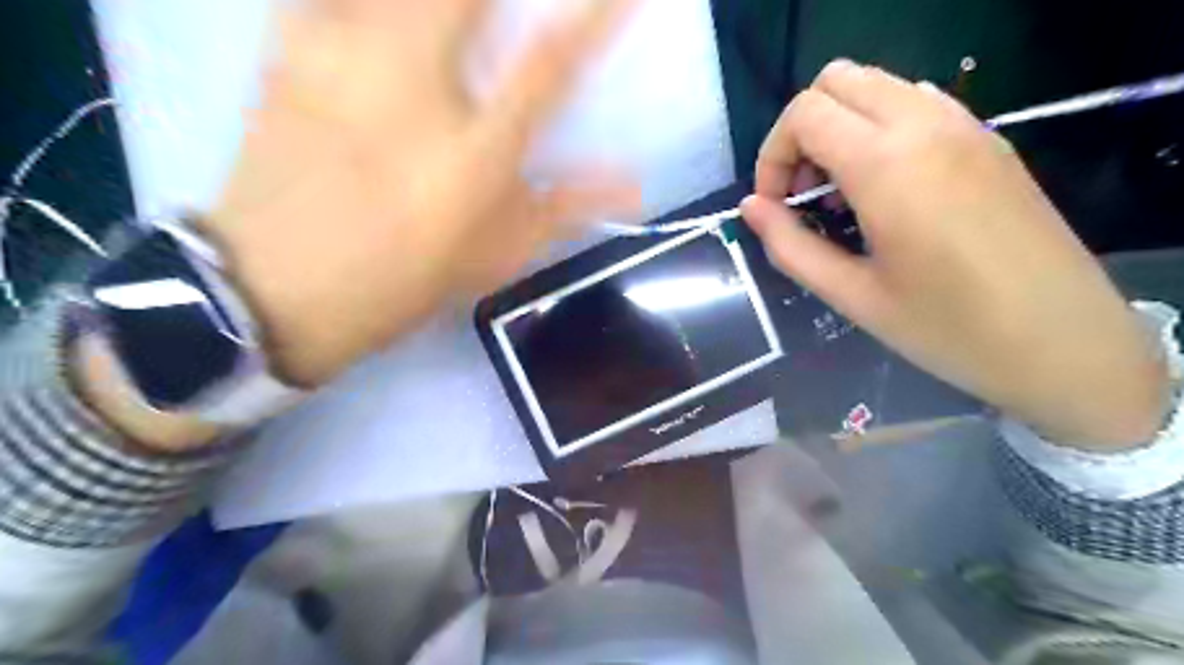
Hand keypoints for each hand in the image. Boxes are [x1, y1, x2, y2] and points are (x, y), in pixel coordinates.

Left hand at [199, 0, 637, 386]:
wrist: (272, 290)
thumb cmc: (400, 280)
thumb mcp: (493, 256)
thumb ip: (564, 209)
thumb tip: (634, 186)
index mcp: (473, 154)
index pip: (549, 67)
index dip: (595, 18)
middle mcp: (415, 88)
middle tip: (504, 13)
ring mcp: (345, 56)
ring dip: (433, 1)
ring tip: (447, 23)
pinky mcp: (289, 46)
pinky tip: (377, 15)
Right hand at [743, 59, 1166, 449]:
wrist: (1063, 343)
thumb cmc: (946, 328)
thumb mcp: (851, 295)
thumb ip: (789, 245)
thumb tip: (750, 207)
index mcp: (888, 165)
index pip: (805, 114)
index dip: (772, 157)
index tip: (776, 208)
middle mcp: (927, 125)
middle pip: (837, 81)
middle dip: (802, 132)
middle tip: (804, 194)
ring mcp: (966, 126)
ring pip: (878, 84)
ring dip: (840, 126)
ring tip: (841, 194)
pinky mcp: (988, 140)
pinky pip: (916, 102)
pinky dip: (880, 127)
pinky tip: (885, 188)